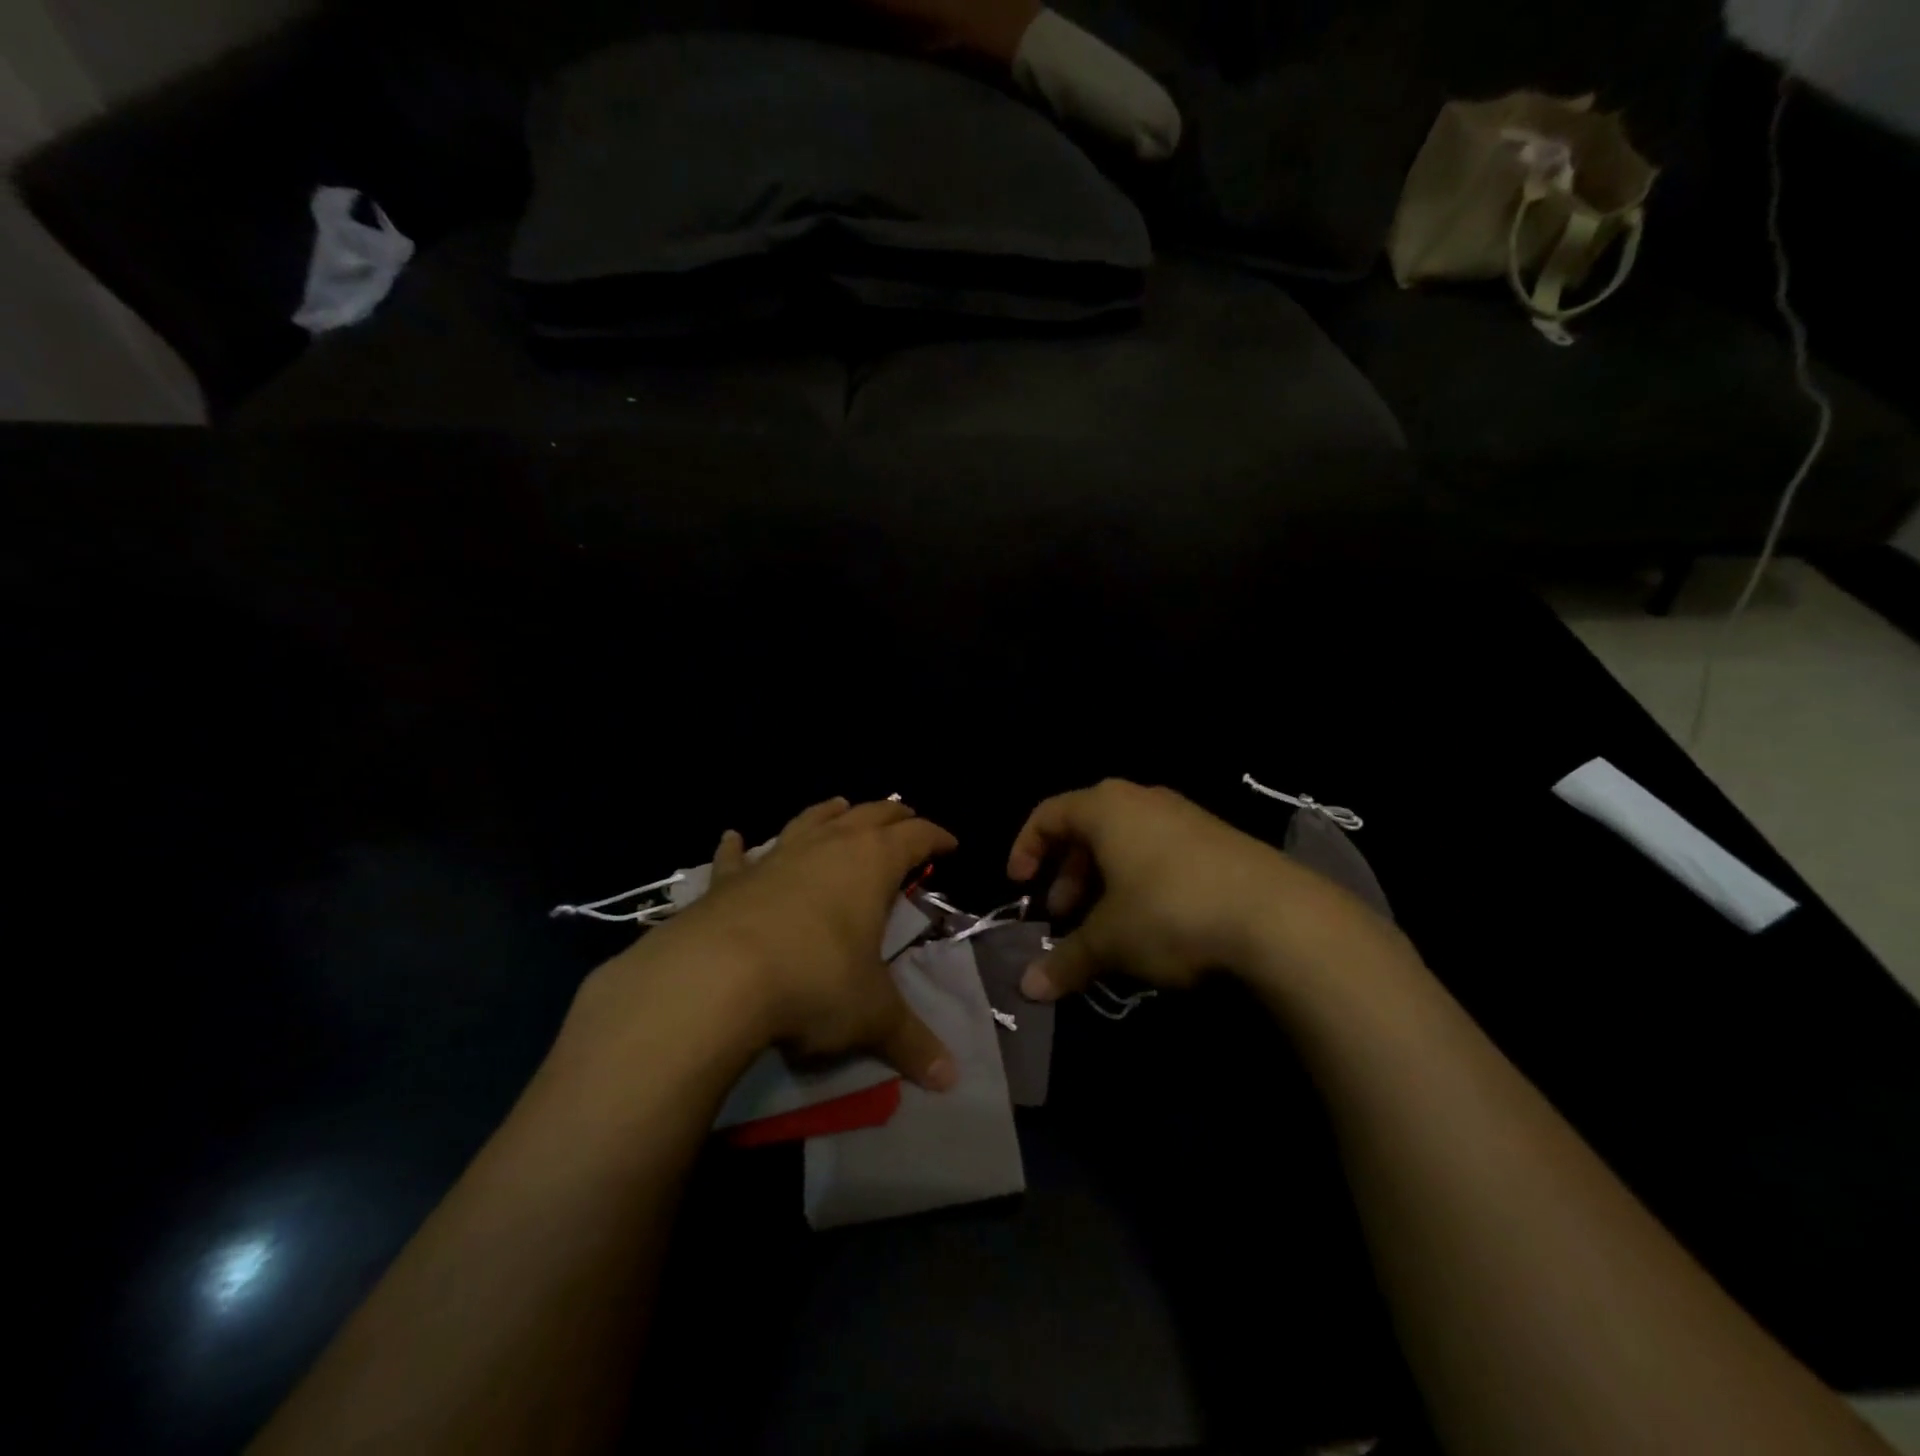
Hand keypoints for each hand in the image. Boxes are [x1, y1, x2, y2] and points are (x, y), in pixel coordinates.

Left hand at [653, 798, 960, 1088]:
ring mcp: (775, 858)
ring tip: (840, 804)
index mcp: (871, 864)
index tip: (951, 844)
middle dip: (892, 815)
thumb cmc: (814, 982)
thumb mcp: (872, 1015)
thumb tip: (950, 1079)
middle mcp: (827, 847)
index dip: (936, 836)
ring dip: (829, 812)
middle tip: (906, 818)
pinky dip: (737, 846)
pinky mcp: (729, 880)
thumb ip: (912, 1042)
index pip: (916, 836)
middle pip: (868, 815)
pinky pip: (736, 856)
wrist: (716, 978)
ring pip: (811, 820)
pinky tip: (732, 836)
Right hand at [1007, 779, 1362, 1000]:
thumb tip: (1028, 989)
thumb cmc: (1171, 912)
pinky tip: (1151, 924)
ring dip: (1104, 881)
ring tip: (1105, 925)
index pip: (1049, 814)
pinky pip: (1160, 852)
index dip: (1026, 848)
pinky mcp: (1218, 840)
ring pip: (1126, 843)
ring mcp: (1186, 817)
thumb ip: (1066, 961)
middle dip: (1069, 874)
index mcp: (1107, 807)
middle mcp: (1143, 800)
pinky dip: (1140, 882)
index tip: (1020, 886)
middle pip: (1088, 828)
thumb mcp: (1111, 940)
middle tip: (1064, 916)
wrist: (1280, 917)